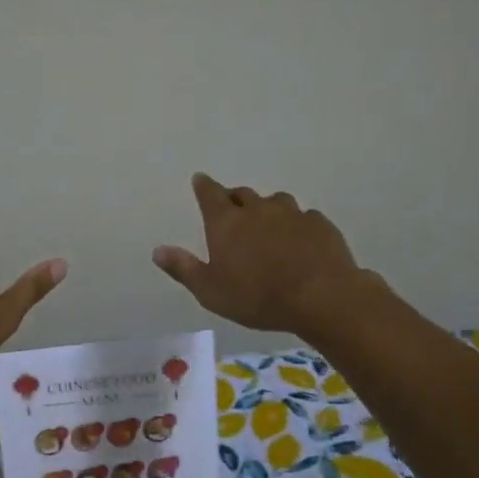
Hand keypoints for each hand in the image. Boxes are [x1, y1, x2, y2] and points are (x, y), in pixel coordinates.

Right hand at [154, 174, 376, 336]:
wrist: (320, 296)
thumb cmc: (257, 297)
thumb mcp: (210, 291)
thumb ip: (183, 268)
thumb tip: (157, 250)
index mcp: (226, 223)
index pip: (210, 194)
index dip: (203, 186)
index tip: (200, 180)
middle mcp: (257, 209)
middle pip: (242, 194)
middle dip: (234, 199)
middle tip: (232, 211)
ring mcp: (291, 213)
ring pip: (275, 202)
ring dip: (267, 209)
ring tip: (267, 226)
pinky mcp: (319, 224)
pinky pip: (303, 217)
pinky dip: (296, 225)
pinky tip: (299, 241)